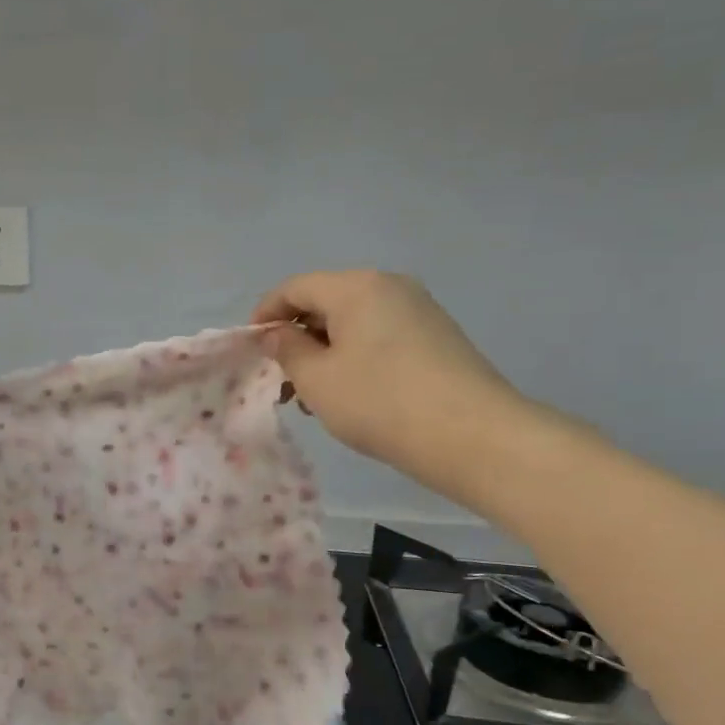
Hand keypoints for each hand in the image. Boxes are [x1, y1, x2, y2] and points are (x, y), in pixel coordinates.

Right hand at [252, 271, 539, 502]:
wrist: (474, 437)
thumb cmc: (380, 402)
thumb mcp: (317, 379)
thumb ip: (287, 350)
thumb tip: (278, 334)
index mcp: (356, 287)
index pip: (295, 288)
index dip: (265, 314)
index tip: (251, 348)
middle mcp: (390, 286)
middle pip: (326, 302)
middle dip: (296, 338)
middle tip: (282, 380)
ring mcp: (419, 311)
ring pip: (353, 323)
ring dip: (324, 353)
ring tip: (313, 397)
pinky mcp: (437, 337)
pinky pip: (380, 337)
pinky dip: (354, 358)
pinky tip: (350, 395)